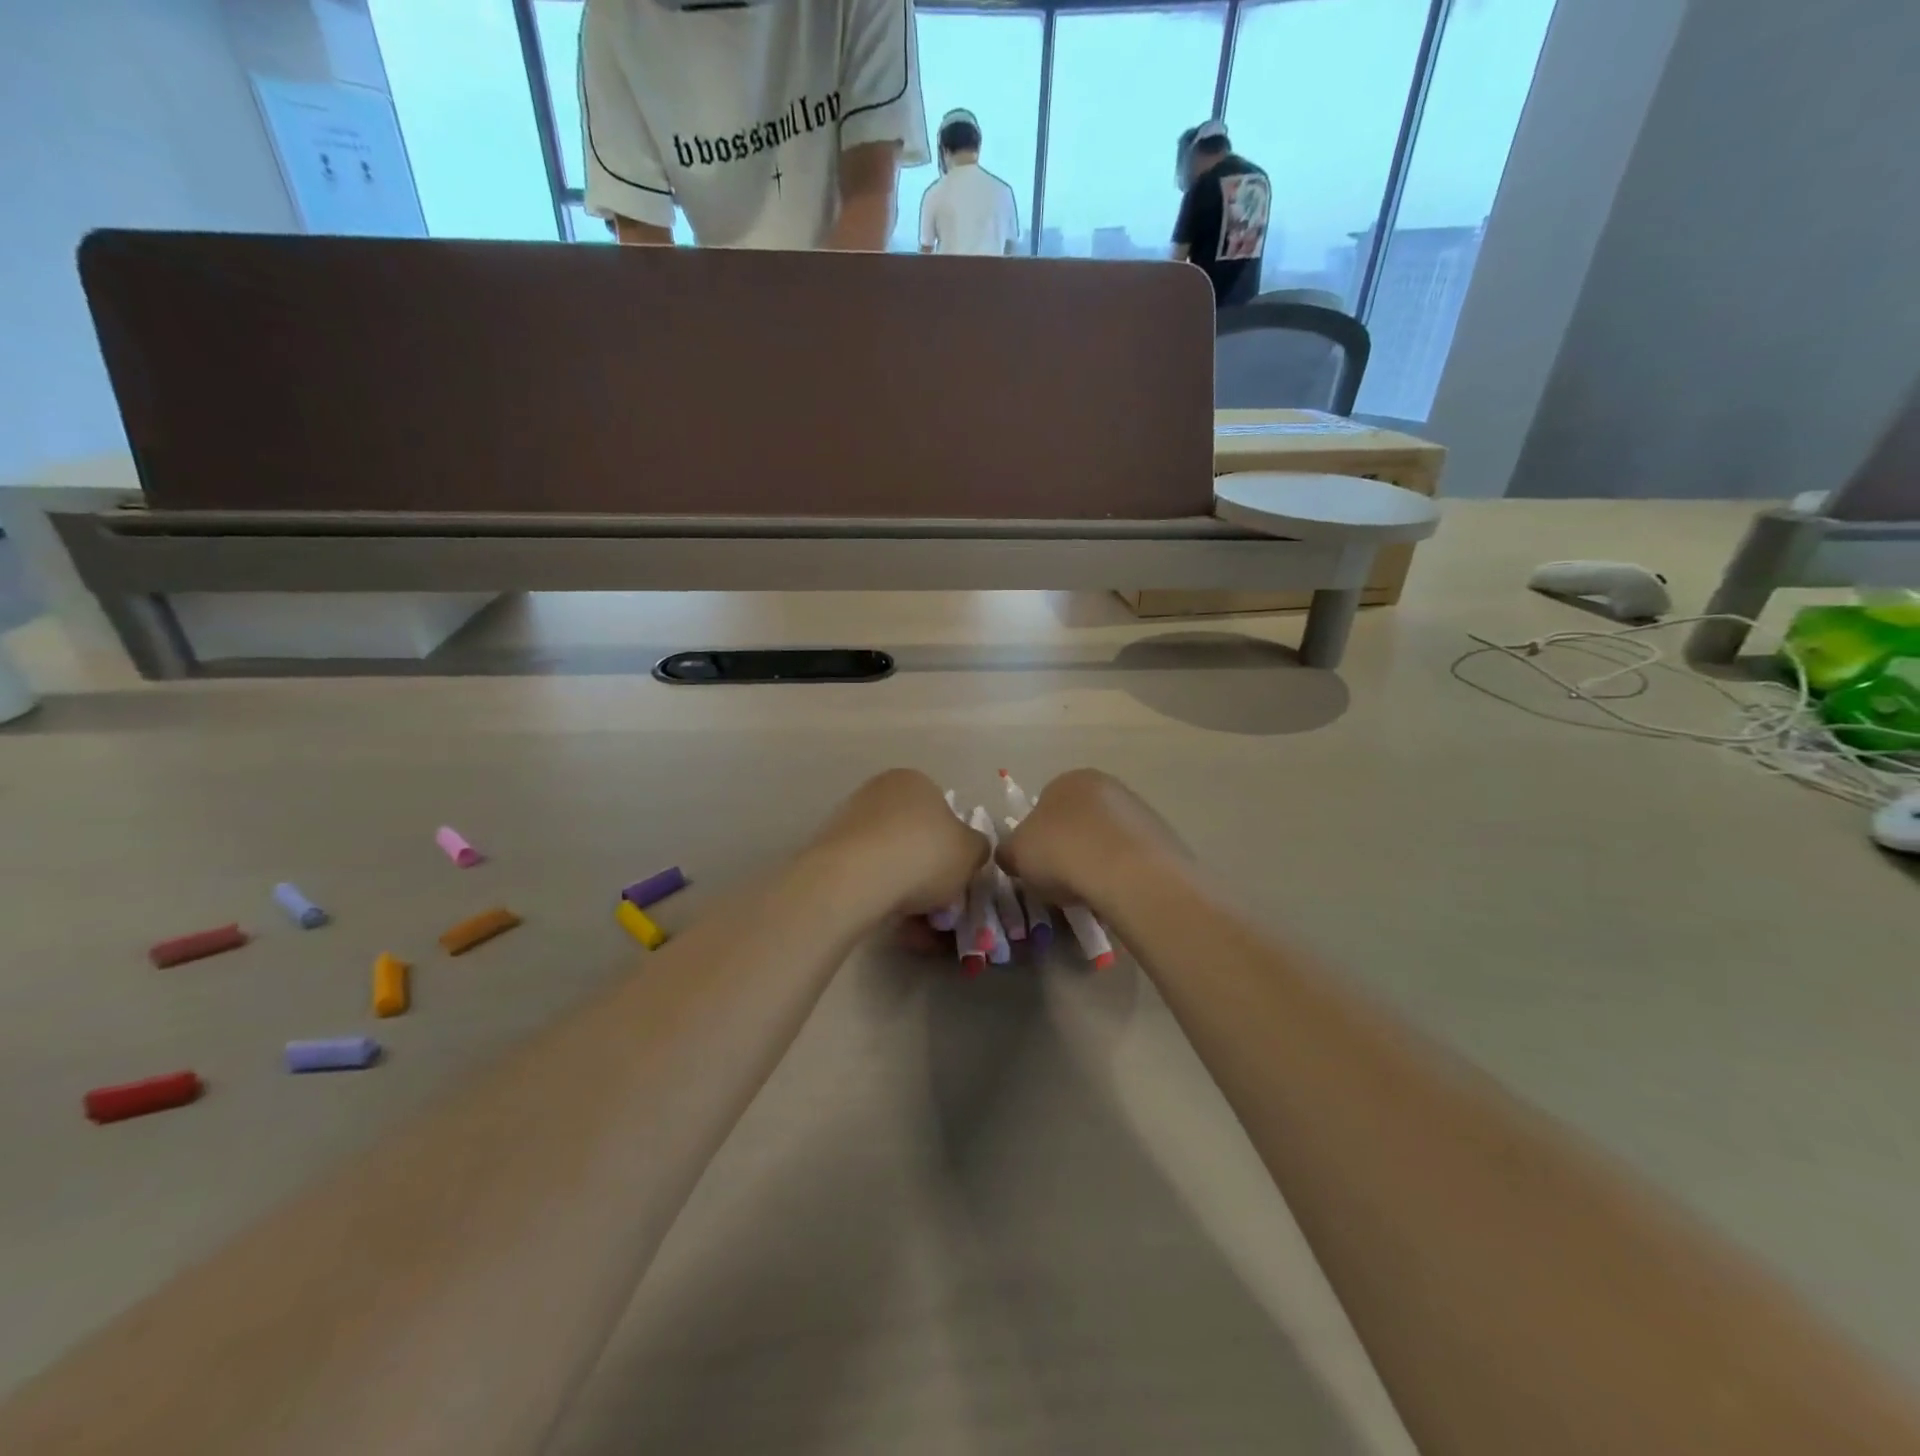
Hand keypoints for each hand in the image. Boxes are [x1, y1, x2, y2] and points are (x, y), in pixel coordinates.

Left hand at [804, 769, 987, 919]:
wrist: (854, 879)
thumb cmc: (923, 854)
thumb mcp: (971, 852)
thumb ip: (977, 848)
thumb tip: (970, 850)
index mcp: (915, 781)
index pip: (943, 812)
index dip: (954, 849)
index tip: (957, 880)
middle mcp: (879, 792)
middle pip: (915, 838)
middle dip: (928, 874)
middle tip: (940, 908)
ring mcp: (849, 820)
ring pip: (890, 861)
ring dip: (906, 892)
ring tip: (917, 926)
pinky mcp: (828, 851)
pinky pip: (867, 877)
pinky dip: (881, 898)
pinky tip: (891, 924)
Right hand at [997, 769, 1187, 911]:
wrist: (1128, 873)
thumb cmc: (1062, 852)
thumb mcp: (1017, 853)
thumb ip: (1009, 851)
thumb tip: (1009, 855)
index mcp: (1069, 779)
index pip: (1045, 804)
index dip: (1037, 837)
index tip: (1036, 865)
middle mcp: (1107, 785)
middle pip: (1079, 820)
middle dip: (1070, 846)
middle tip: (1061, 880)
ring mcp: (1140, 810)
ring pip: (1107, 838)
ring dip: (1097, 860)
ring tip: (1090, 893)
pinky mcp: (1164, 838)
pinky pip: (1132, 857)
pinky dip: (1122, 873)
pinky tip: (1116, 894)